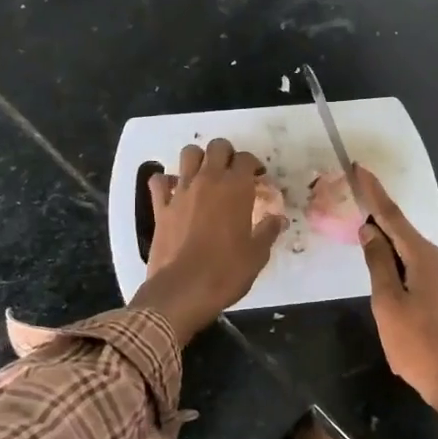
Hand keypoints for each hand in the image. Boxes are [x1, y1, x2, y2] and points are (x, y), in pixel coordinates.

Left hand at [131, 139, 285, 342]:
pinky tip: (174, 191)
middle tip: (233, 173)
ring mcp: (181, 191)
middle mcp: (208, 181)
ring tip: (204, 175)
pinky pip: (159, 181)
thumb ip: (268, 232)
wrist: (183, 291)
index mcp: (236, 189)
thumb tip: (279, 219)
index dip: (254, 165)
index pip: (246, 159)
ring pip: (188, 154)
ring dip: (198, 159)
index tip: (258, 179)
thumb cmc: (226, 273)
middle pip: (218, 147)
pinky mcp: (161, 207)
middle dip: (228, 154)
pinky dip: (166, 181)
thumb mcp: (257, 255)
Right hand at [354, 165, 437, 418]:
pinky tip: (390, 279)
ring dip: (389, 249)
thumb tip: (370, 231)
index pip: (393, 217)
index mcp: (425, 258)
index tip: (359, 168)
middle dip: (379, 222)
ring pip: (412, 255)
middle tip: (354, 208)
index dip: (374, 193)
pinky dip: (401, 267)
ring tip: (365, 248)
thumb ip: (377, 264)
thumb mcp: (388, 305)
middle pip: (403, 235)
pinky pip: (420, 271)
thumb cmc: (419, 346)